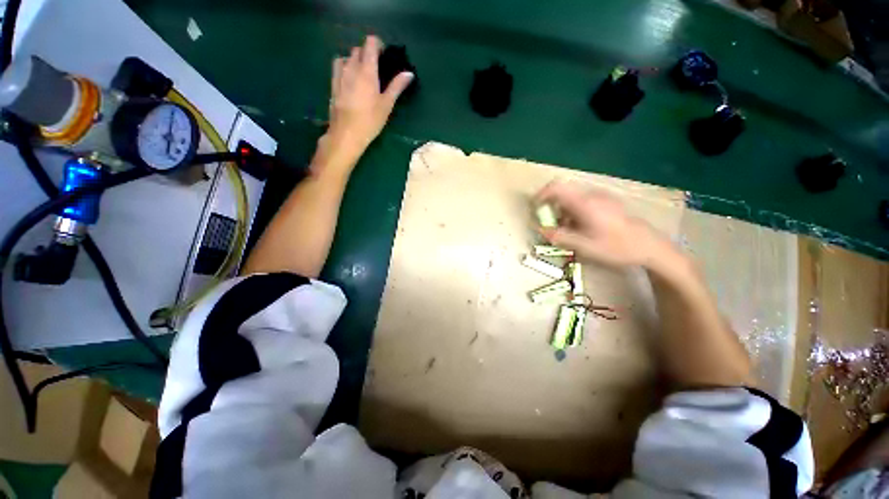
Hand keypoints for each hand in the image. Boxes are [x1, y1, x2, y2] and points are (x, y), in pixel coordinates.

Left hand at [325, 36, 413, 160]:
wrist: (346, 134)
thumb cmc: (370, 120)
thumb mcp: (387, 104)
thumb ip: (397, 86)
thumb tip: (409, 73)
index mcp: (367, 70)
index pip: (370, 43)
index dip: (378, 45)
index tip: (384, 56)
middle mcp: (351, 67)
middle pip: (358, 49)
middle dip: (368, 53)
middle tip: (377, 68)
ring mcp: (339, 74)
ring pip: (347, 57)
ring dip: (355, 60)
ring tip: (363, 74)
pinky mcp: (333, 83)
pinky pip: (338, 66)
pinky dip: (345, 66)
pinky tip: (350, 79)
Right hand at [536, 181, 672, 268]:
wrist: (649, 246)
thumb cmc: (616, 247)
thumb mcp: (584, 246)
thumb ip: (559, 236)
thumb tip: (539, 229)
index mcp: (585, 204)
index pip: (557, 187)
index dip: (542, 194)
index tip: (535, 206)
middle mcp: (592, 196)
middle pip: (564, 193)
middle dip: (552, 208)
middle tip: (552, 225)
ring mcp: (601, 197)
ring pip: (573, 199)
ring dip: (564, 212)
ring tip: (568, 231)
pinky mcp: (607, 202)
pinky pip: (583, 202)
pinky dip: (574, 212)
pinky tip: (581, 228)